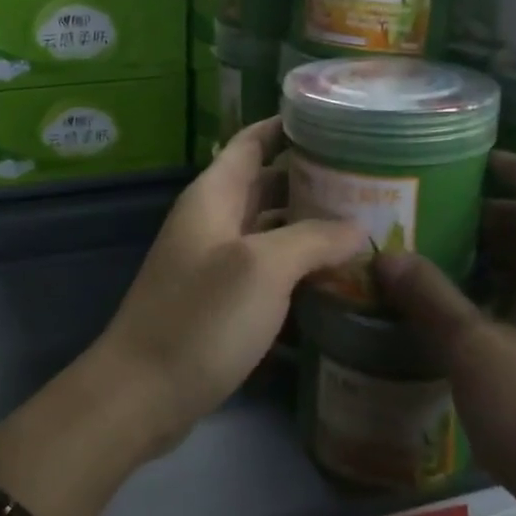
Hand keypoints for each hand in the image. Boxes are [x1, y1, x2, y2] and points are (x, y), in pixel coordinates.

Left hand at [87, 119, 365, 456]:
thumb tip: (357, 227)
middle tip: (372, 181)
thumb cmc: (200, 319)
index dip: (287, 126)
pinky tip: (338, 279)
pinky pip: (266, 271)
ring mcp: (215, 264)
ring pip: (270, 230)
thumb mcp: (262, 269)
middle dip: (313, 180)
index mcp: (213, 196)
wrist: (143, 393)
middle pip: (266, 185)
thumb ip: (312, 239)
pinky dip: (298, 268)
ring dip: (310, 227)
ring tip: (367, 226)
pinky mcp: (221, 302)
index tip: (337, 122)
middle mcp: (212, 221)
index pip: (252, 142)